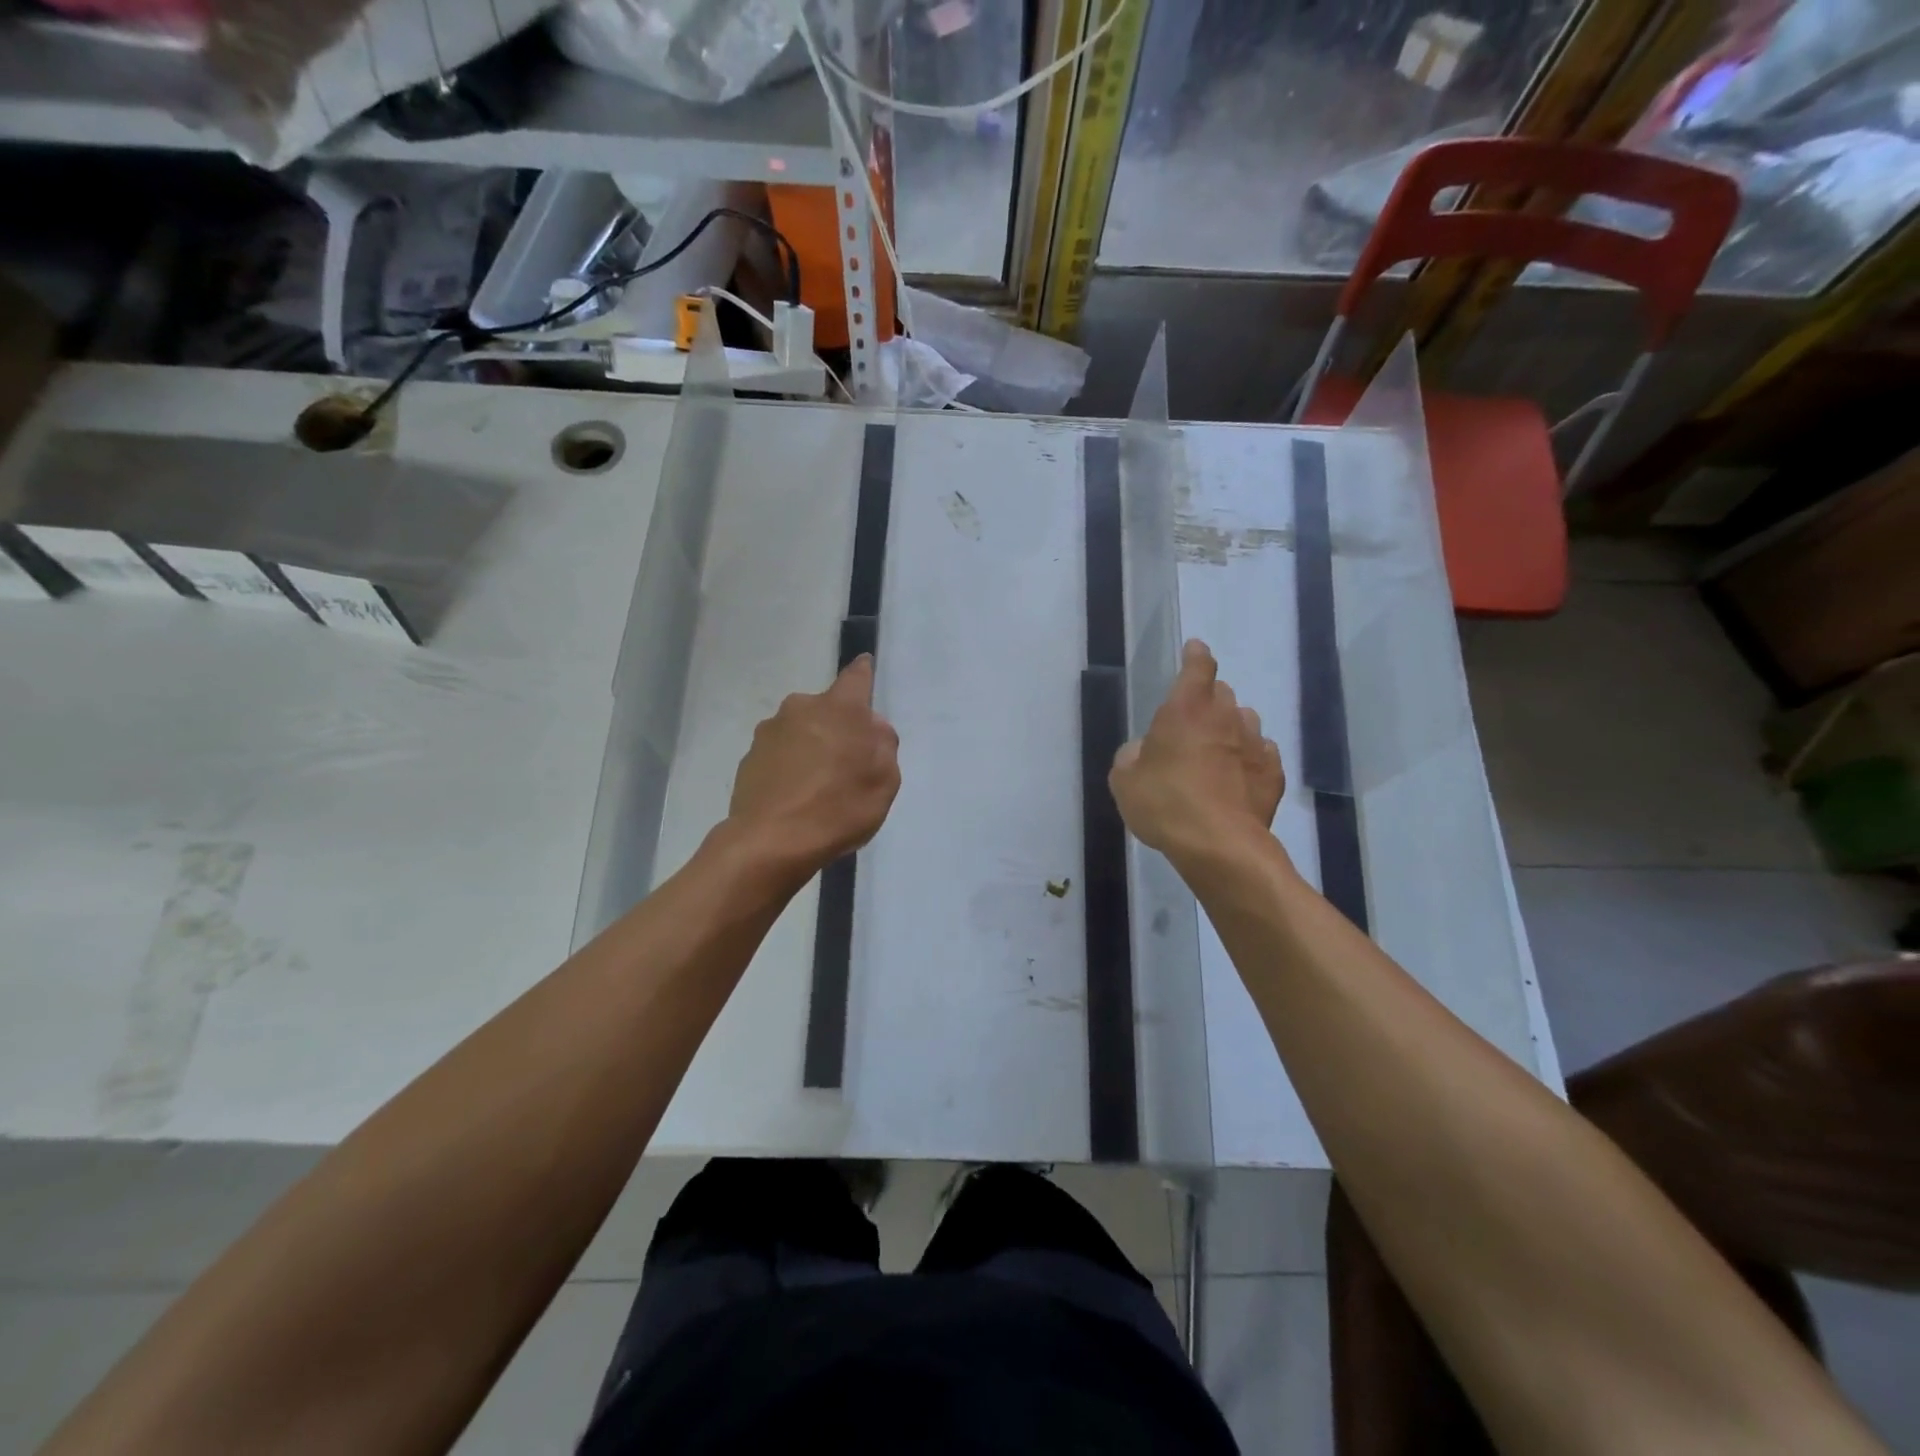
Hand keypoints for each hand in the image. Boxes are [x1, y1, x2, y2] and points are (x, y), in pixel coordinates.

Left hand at [727, 655, 900, 876]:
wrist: (771, 842)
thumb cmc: (839, 807)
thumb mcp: (885, 780)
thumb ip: (883, 745)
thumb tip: (871, 727)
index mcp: (839, 708)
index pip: (856, 677)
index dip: (864, 673)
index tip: (865, 667)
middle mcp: (801, 708)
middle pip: (827, 710)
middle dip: (838, 728)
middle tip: (849, 764)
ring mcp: (769, 732)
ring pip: (801, 732)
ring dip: (812, 748)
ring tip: (819, 789)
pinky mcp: (748, 758)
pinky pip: (780, 756)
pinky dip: (789, 769)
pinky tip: (795, 799)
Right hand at [1110, 639, 1283, 861]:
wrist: (1219, 845)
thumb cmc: (1164, 804)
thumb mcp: (1125, 781)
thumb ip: (1132, 756)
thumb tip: (1143, 750)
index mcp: (1185, 710)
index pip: (1197, 667)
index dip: (1195, 655)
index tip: (1194, 649)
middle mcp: (1224, 718)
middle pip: (1222, 693)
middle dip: (1209, 700)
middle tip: (1193, 720)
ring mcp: (1254, 744)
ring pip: (1245, 720)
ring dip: (1231, 727)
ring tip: (1218, 749)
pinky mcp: (1273, 773)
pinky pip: (1262, 753)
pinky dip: (1250, 758)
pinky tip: (1239, 775)